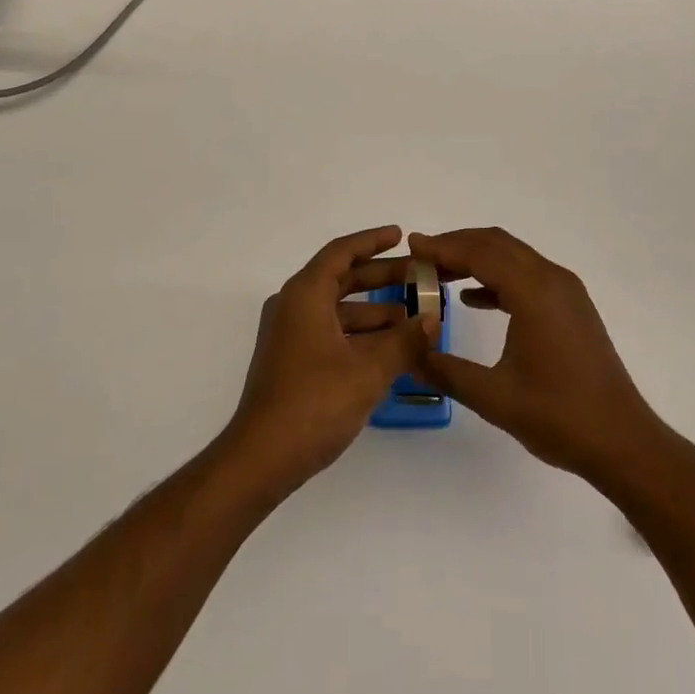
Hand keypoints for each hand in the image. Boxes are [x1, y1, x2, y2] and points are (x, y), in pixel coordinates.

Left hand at [222, 226, 433, 496]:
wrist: (262, 457)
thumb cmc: (314, 403)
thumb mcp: (368, 371)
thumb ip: (404, 341)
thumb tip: (433, 321)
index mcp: (305, 294)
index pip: (342, 252)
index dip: (372, 241)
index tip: (401, 235)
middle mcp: (293, 305)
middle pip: (341, 278)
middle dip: (381, 277)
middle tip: (418, 277)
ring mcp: (289, 333)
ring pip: (337, 308)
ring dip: (374, 310)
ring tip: (413, 319)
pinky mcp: (291, 358)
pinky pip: (330, 330)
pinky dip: (359, 333)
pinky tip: (389, 350)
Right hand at [413, 228, 662, 480]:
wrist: (623, 442)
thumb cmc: (559, 418)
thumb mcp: (494, 398)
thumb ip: (446, 371)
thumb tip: (407, 355)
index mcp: (534, 292)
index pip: (480, 253)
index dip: (443, 247)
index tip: (411, 246)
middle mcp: (551, 279)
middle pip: (496, 244)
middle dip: (456, 246)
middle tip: (421, 259)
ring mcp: (565, 291)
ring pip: (512, 256)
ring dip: (476, 259)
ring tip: (439, 275)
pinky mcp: (571, 306)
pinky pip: (526, 274)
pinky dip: (497, 277)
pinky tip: (473, 298)